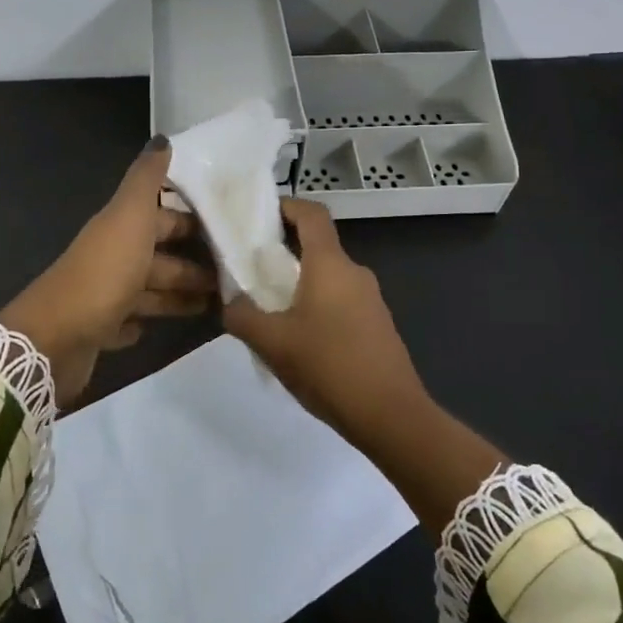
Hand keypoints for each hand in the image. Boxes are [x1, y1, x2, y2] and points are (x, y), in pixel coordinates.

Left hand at [0, 139, 214, 405]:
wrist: (55, 338)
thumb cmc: (103, 272)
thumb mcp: (130, 218)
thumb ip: (147, 180)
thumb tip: (163, 139)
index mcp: (121, 227)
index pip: (162, 215)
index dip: (193, 218)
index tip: (232, 224)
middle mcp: (113, 256)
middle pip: (159, 253)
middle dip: (195, 260)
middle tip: (237, 270)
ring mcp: (105, 294)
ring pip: (150, 288)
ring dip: (180, 292)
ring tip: (220, 303)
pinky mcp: (101, 330)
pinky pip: (129, 321)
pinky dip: (146, 320)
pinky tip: (166, 327)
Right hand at [225, 198, 502, 536]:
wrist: (391, 416)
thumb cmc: (329, 366)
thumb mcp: (271, 343)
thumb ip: (242, 316)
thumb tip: (230, 303)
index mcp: (330, 264)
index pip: (311, 213)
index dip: (285, 206)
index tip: (257, 217)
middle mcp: (354, 272)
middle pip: (317, 245)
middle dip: (284, 252)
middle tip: (251, 270)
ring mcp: (371, 298)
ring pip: (328, 276)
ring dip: (299, 283)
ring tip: (270, 310)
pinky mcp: (377, 324)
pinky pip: (341, 300)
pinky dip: (317, 305)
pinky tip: (300, 340)